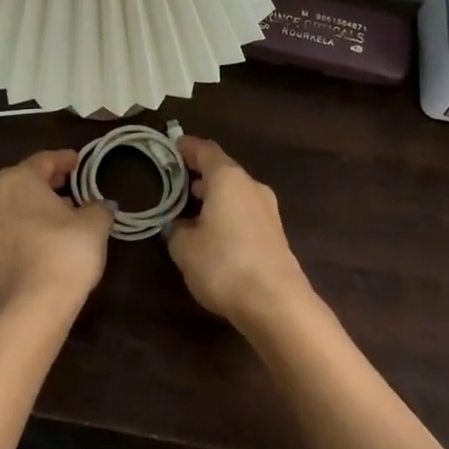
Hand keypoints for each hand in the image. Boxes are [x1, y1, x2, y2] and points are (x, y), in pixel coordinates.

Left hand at [0, 149, 112, 317]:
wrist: (33, 309)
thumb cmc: (64, 252)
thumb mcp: (94, 223)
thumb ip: (99, 206)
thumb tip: (100, 204)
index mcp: (18, 180)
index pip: (45, 160)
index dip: (66, 159)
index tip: (82, 161)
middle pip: (27, 180)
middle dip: (52, 181)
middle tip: (76, 182)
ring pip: (20, 204)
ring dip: (42, 204)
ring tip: (70, 209)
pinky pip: (16, 227)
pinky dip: (34, 224)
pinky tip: (55, 234)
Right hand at [166, 137, 314, 332]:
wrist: (276, 303)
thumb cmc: (224, 264)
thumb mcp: (185, 248)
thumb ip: (176, 230)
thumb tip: (178, 225)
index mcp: (227, 178)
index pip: (205, 150)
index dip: (187, 147)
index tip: (172, 146)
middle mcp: (250, 186)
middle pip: (222, 170)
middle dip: (199, 174)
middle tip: (176, 181)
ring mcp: (267, 209)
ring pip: (235, 192)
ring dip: (214, 196)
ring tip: (190, 208)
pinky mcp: (274, 233)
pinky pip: (244, 212)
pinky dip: (227, 214)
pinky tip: (213, 232)